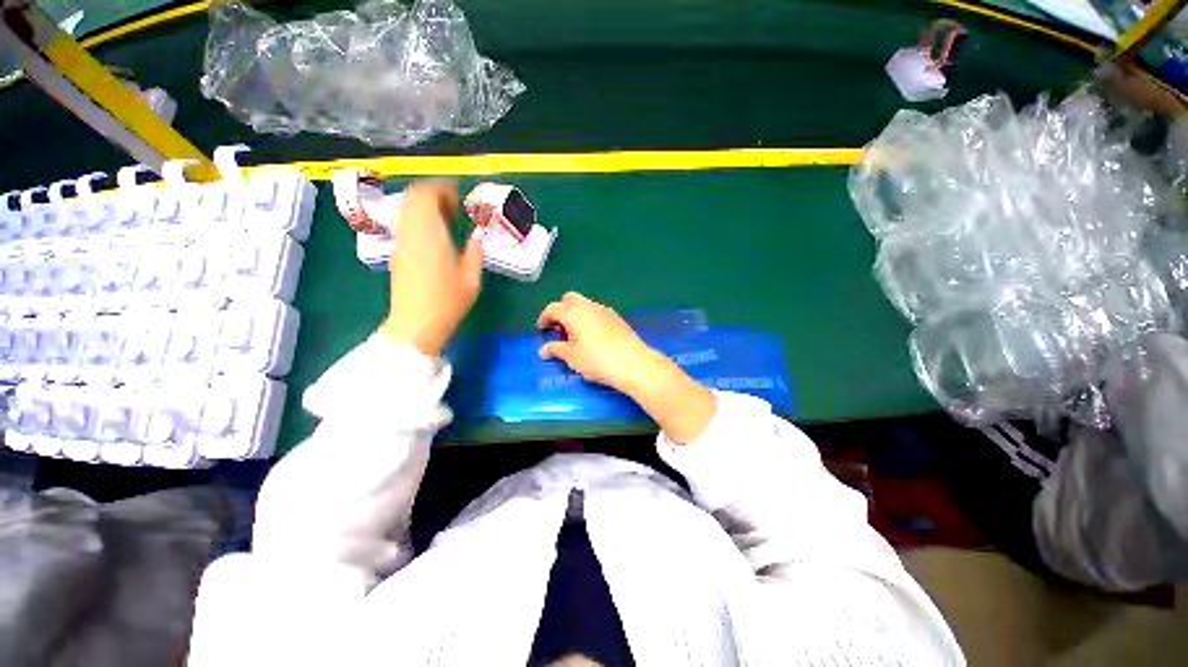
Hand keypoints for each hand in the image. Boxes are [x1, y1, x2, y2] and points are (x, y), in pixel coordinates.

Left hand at [379, 181, 483, 355]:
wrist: (415, 324)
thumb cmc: (447, 302)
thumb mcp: (471, 279)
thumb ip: (475, 253)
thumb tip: (477, 236)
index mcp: (429, 234)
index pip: (426, 195)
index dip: (441, 189)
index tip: (458, 197)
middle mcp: (410, 232)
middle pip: (413, 198)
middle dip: (432, 194)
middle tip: (453, 206)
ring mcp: (400, 242)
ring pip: (406, 209)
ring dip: (424, 207)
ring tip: (445, 219)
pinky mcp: (396, 253)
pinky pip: (405, 224)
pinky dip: (418, 220)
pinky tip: (434, 236)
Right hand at [536, 292, 655, 391]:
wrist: (632, 362)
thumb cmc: (597, 359)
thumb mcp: (572, 357)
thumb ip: (556, 350)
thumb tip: (544, 349)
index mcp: (574, 313)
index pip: (553, 308)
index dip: (544, 318)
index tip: (542, 330)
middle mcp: (589, 306)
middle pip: (569, 299)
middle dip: (561, 310)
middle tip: (559, 329)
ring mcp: (605, 310)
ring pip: (585, 304)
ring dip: (576, 314)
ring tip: (575, 335)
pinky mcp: (616, 317)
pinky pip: (597, 312)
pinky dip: (589, 318)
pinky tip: (592, 336)